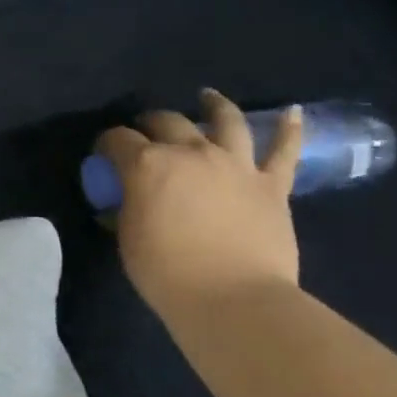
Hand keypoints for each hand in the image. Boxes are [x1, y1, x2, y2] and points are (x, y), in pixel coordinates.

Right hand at [98, 90, 302, 319]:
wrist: (234, 299)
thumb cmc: (167, 273)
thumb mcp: (129, 240)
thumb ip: (126, 212)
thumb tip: (123, 205)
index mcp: (147, 165)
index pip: (118, 140)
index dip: (107, 143)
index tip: (103, 153)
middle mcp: (191, 153)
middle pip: (167, 122)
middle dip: (151, 123)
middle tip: (145, 131)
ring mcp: (235, 164)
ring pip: (226, 121)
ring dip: (215, 105)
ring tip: (208, 97)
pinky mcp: (272, 184)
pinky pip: (285, 151)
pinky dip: (291, 129)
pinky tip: (293, 113)